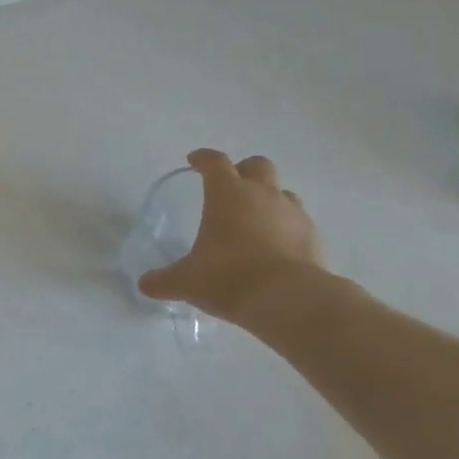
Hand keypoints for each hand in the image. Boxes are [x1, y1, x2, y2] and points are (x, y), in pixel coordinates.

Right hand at [136, 150, 324, 323]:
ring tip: (254, 220)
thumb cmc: (229, 278)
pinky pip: (297, 221)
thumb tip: (145, 284)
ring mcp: (293, 213)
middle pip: (257, 165)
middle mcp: (262, 194)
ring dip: (268, 198)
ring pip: (282, 191)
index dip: (203, 158)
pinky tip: (275, 246)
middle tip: (230, 187)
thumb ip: (164, 280)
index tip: (194, 160)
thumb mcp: (186, 281)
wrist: (290, 300)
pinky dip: (285, 226)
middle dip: (243, 171)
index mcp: (227, 194)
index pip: (215, 162)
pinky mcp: (313, 236)